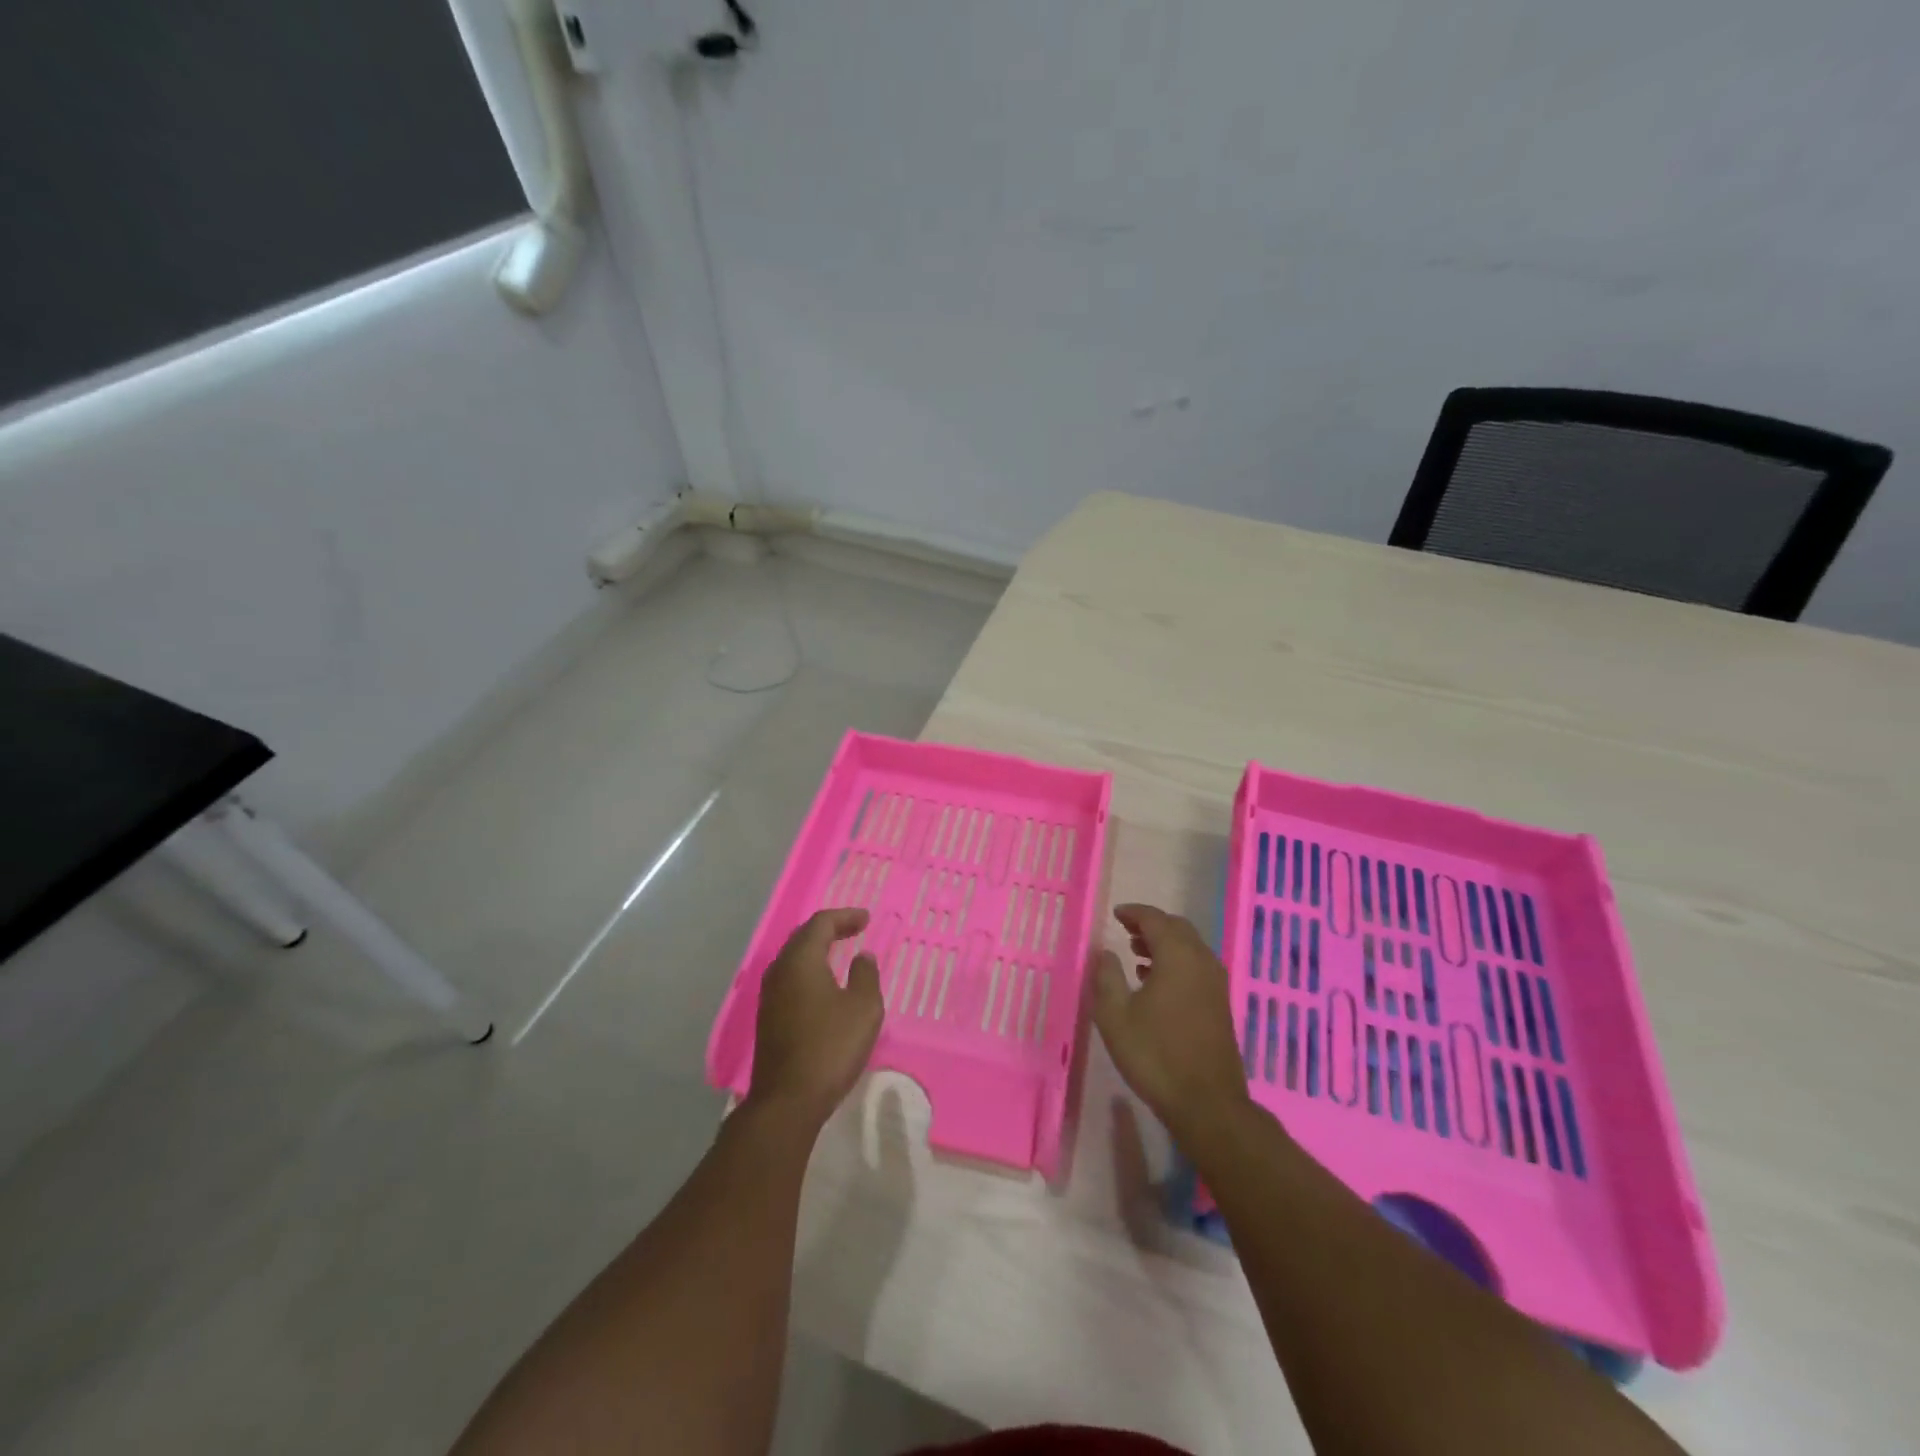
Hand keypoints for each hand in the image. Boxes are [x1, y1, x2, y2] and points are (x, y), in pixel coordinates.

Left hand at [747, 908, 883, 1126]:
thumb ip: (866, 975)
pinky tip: (824, 984)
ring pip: (794, 959)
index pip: (821, 924)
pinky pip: (790, 979)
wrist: (788, 1100)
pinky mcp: (768, 1017)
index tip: (866, 918)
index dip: (845, 916)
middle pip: (803, 937)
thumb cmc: (830, 1047)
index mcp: (801, 960)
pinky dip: (810, 970)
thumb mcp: (863, 1008)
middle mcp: (779, 971)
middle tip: (854, 929)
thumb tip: (862, 957)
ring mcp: (769, 996)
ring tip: (840, 952)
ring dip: (817, 950)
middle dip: (829, 929)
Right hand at [1092, 903, 1251, 1133]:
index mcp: (1178, 956)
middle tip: (1125, 932)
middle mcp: (1201, 961)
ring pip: (1189, 947)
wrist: (1207, 1103)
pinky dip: (1176, 962)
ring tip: (1137, 955)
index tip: (1116, 914)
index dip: (1134, 913)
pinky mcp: (1220, 1004)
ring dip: (1164, 944)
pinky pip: (1196, 966)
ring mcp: (1216, 983)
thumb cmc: (1155, 1055)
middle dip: (1151, 925)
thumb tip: (1105, 952)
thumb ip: (1107, 977)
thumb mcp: (1115, 1016)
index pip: (1155, 919)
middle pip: (1177, 928)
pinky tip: (1156, 983)